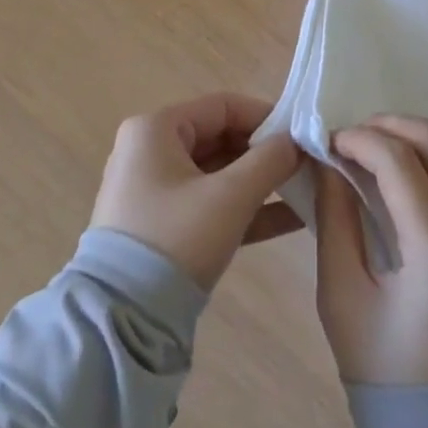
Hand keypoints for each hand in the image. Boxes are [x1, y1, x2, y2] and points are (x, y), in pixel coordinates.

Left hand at [91, 93, 303, 289]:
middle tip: (306, 164)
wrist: (121, 322)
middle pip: (221, 137)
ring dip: (259, 181)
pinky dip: (244, 208)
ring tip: (305, 189)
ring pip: (218, 173)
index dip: (266, 116)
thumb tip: (298, 141)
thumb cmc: (175, 239)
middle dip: (265, 152)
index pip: (223, 106)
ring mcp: (154, 190)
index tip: (302, 135)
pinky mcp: (162, 226)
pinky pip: (210, 203)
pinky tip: (290, 218)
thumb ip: (270, 161)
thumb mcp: (229, 197)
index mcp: (156, 129)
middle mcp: (150, 150)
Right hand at [315, 115, 427, 386]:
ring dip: (416, 132)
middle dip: (392, 124)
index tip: (331, 142)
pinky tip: (404, 167)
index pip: (402, 165)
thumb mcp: (341, 294)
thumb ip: (334, 216)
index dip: (362, 140)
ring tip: (377, 147)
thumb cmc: (383, 368)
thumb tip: (329, 157)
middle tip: (355, 138)